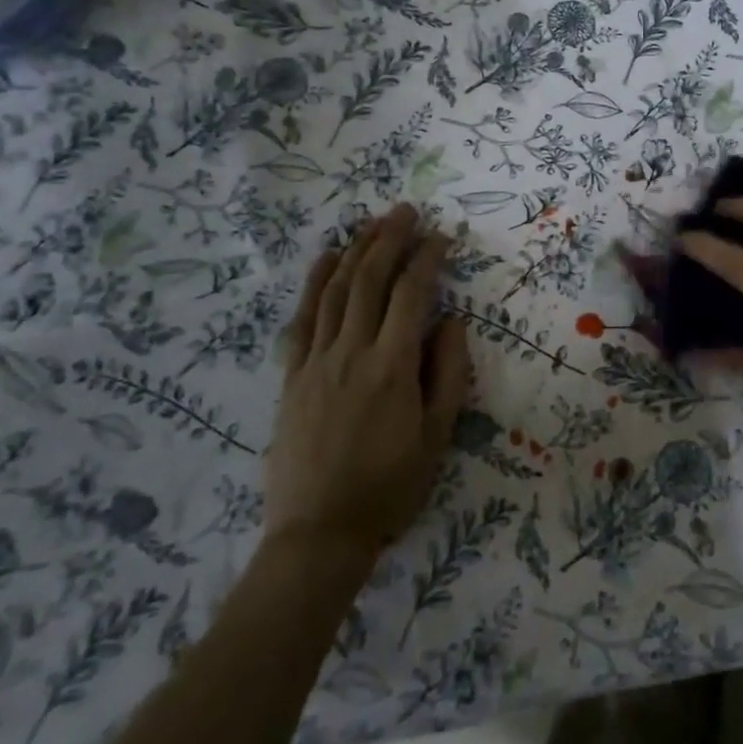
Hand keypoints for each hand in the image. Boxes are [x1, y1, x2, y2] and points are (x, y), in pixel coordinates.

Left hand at [264, 204, 472, 566]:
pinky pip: (302, 317)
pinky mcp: (292, 375)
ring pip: (335, 290)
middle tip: (406, 211)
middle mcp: (351, 352)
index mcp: (392, 367)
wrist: (319, 533)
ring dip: (355, 250)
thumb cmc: (390, 487)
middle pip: (369, 280)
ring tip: (372, 222)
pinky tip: (326, 258)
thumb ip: (447, 373)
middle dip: (390, 239)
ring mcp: (315, 361)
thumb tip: (450, 321)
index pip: (411, 294)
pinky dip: (315, 281)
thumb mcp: (437, 435)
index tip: (443, 236)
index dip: (428, 258)